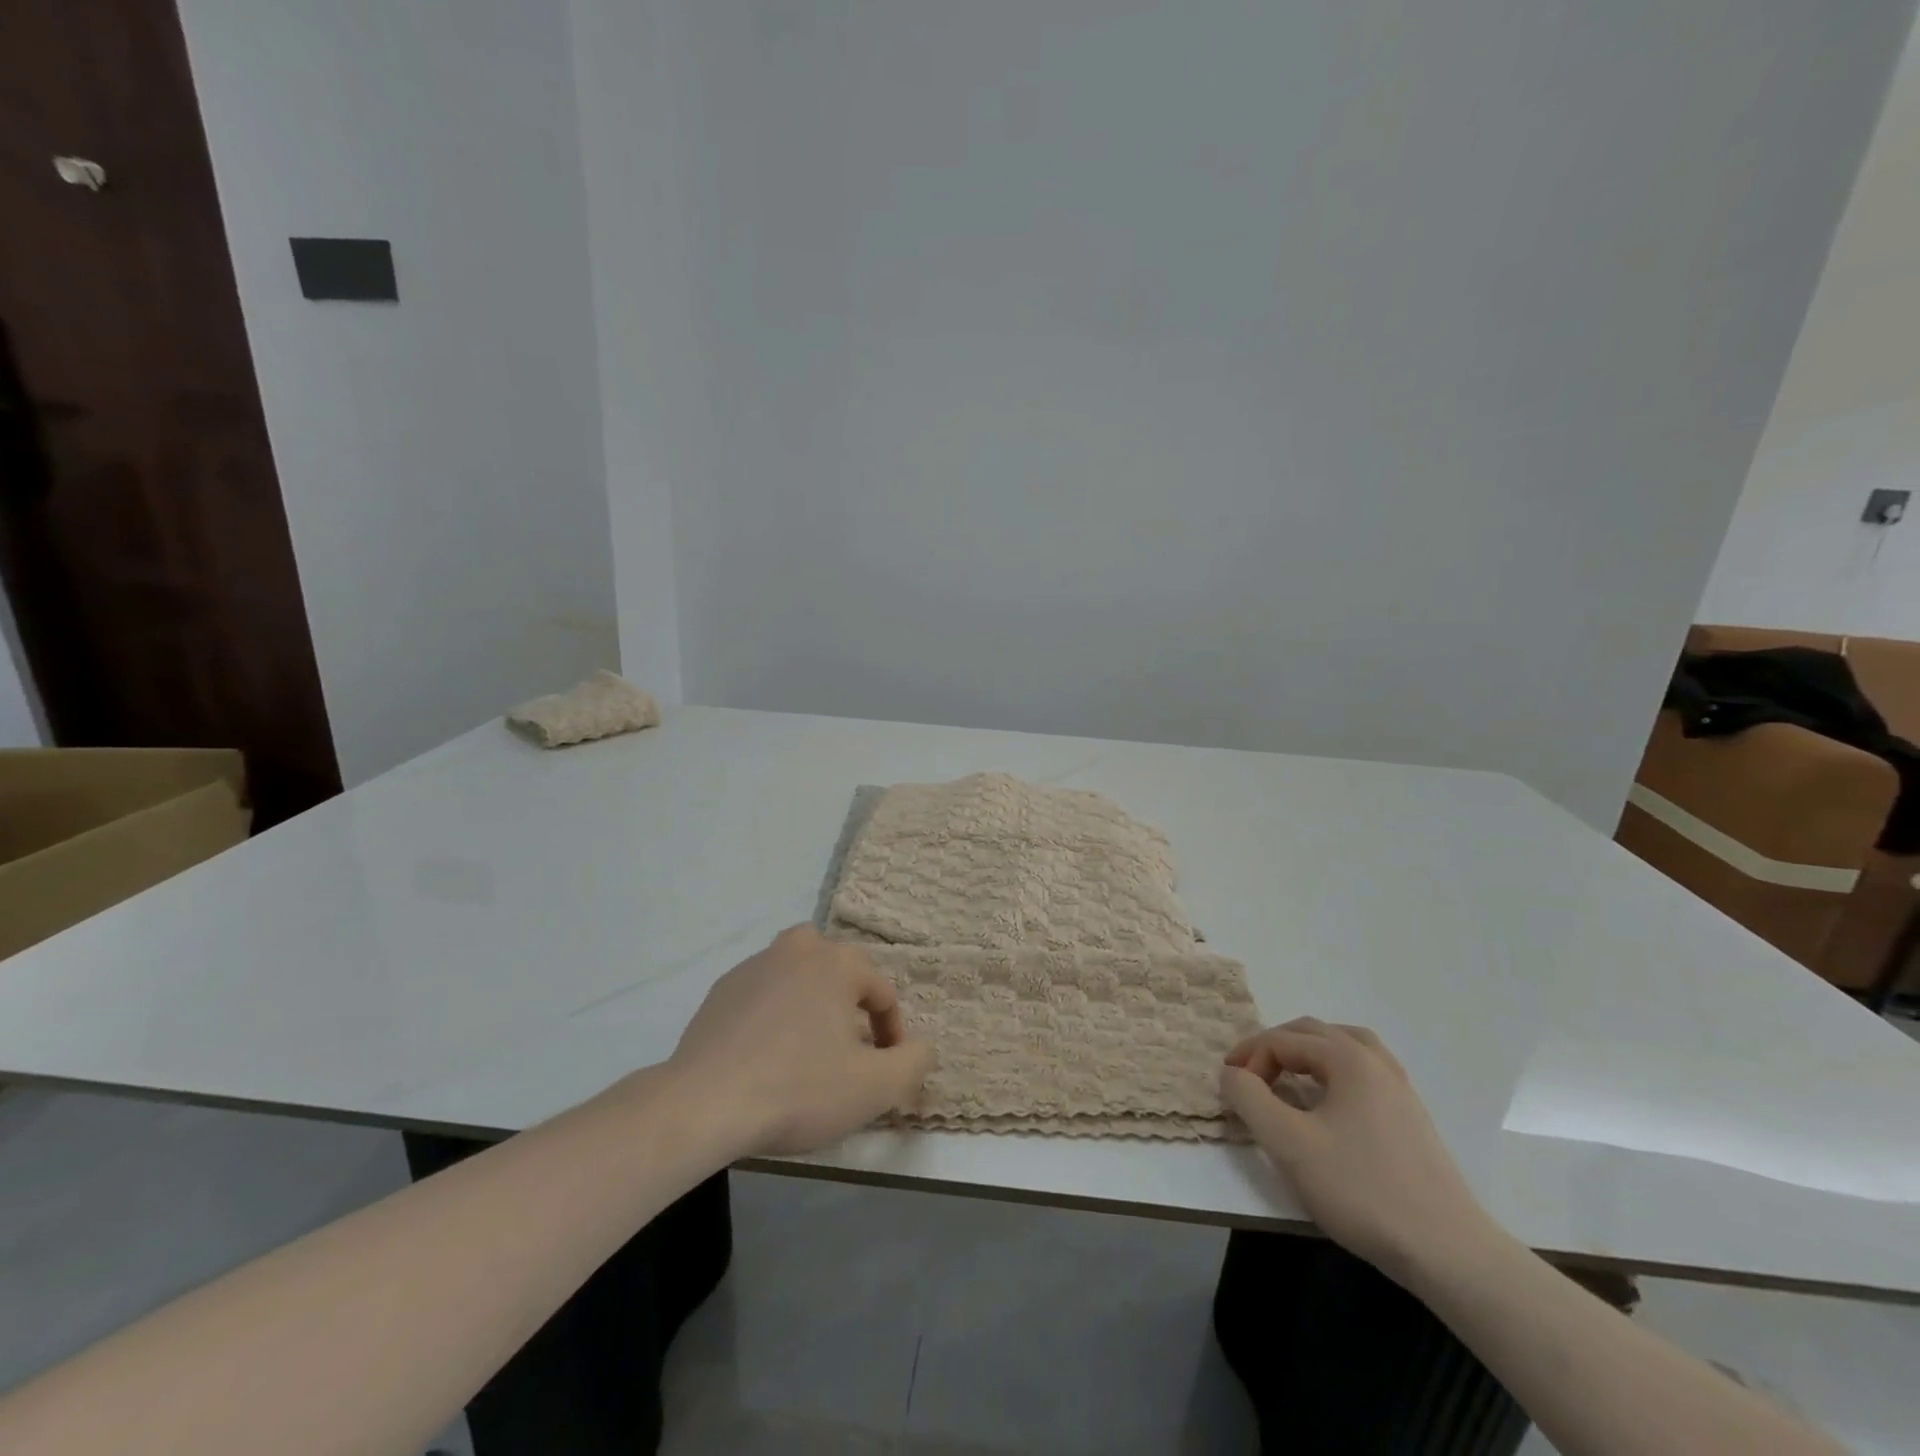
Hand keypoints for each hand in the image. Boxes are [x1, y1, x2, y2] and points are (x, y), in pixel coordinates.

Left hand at [670, 924, 935, 1156]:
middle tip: (849, 1048)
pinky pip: (764, 991)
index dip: (892, 1034)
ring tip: (810, 1044)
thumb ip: (913, 1062)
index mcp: (838, 963)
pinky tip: (767, 1051)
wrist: (704, 1105)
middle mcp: (799, 950)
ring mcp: (755, 965)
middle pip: (840, 967)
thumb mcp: (873, 1087)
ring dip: (812, 998)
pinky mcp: (721, 989)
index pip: (883, 993)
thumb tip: (922, 1047)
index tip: (884, 1071)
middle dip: (852, 1003)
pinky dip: (775, 1010)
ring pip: (799, 971)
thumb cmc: (798, 1090)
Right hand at [1220, 1017, 1493, 1282]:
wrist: (1449, 1253)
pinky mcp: (1411, 1118)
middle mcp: (1376, 1061)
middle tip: (1248, 1077)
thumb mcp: (1288, 1143)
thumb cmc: (1362, 1190)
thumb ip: (1249, 1098)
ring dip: (1307, 1053)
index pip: (1282, 1040)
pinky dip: (1334, 1071)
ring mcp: (1400, 1089)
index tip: (1232, 1091)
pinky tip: (1328, 1103)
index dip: (1249, 1059)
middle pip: (1313, 1032)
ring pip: (1344, 1046)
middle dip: (1273, 1048)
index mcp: (1348, 1058)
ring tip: (1287, 1076)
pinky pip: (1364, 1071)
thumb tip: (1231, 1073)